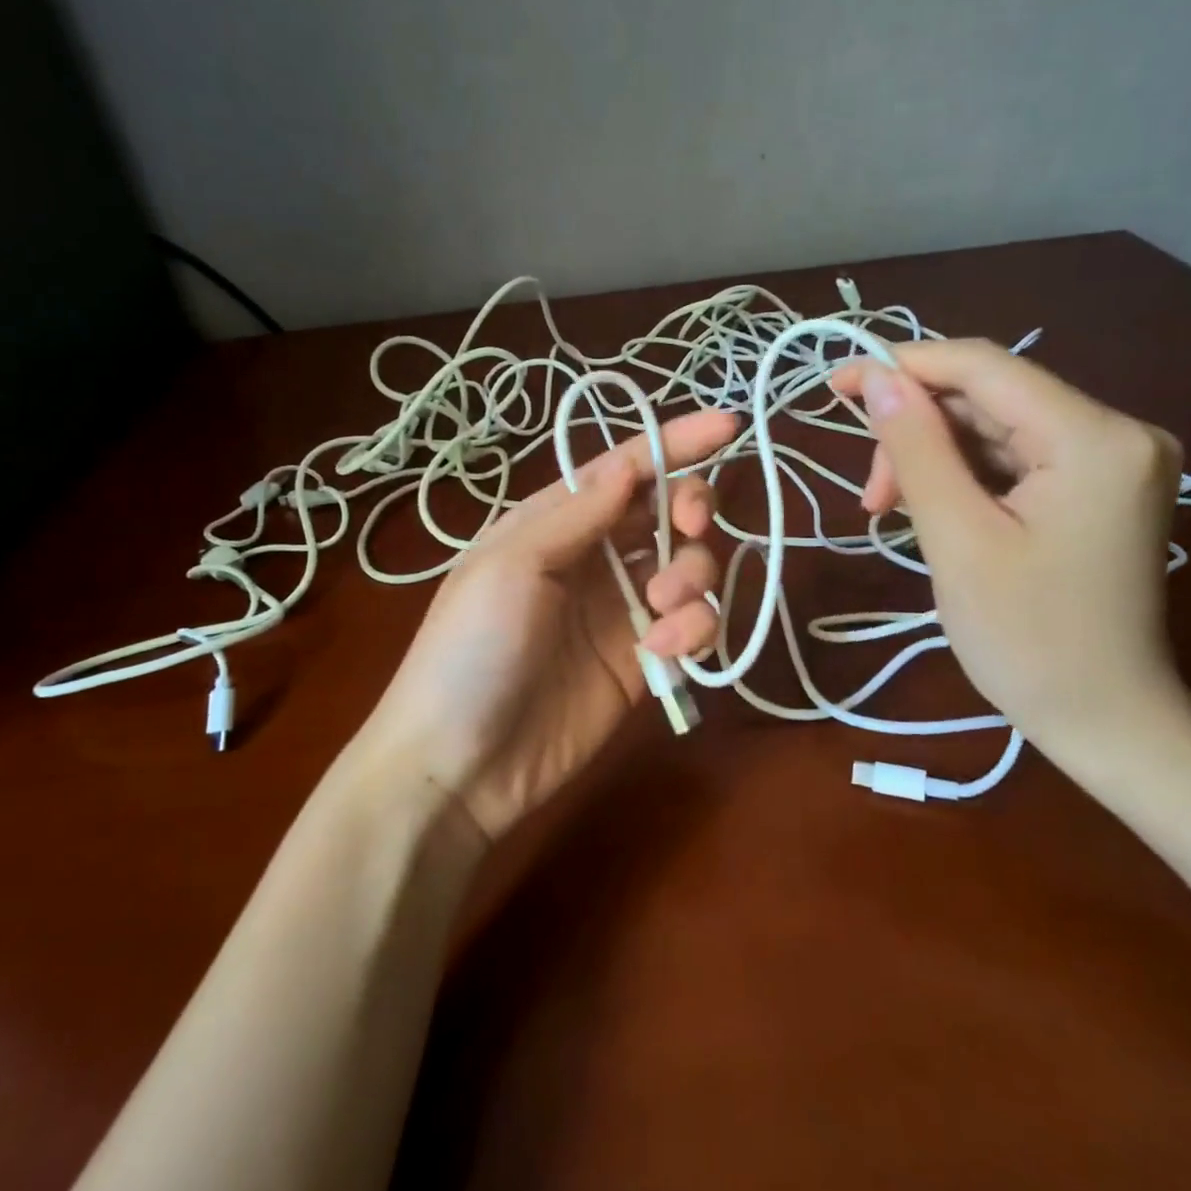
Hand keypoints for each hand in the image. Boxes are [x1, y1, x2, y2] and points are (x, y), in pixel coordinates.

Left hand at [354, 410, 737, 841]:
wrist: (461, 765)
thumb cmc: (470, 650)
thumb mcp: (510, 566)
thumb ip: (577, 513)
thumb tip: (630, 464)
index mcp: (555, 520)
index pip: (625, 468)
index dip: (675, 443)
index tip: (729, 425)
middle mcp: (594, 556)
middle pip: (667, 511)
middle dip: (691, 509)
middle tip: (691, 526)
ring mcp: (622, 609)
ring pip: (690, 566)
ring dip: (693, 576)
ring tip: (661, 613)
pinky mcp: (643, 659)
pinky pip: (692, 626)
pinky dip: (693, 629)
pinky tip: (661, 651)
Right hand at [833, 341, 1185, 750]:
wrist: (1105, 719)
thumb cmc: (1027, 640)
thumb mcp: (958, 539)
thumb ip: (917, 449)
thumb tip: (877, 378)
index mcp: (1094, 438)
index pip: (985, 367)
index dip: (905, 366)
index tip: (838, 387)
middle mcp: (1118, 432)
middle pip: (990, 398)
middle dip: (917, 431)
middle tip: (870, 493)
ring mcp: (1114, 459)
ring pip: (996, 428)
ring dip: (934, 458)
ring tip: (890, 509)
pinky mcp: (1100, 486)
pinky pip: (1016, 457)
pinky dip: (965, 476)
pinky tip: (933, 510)